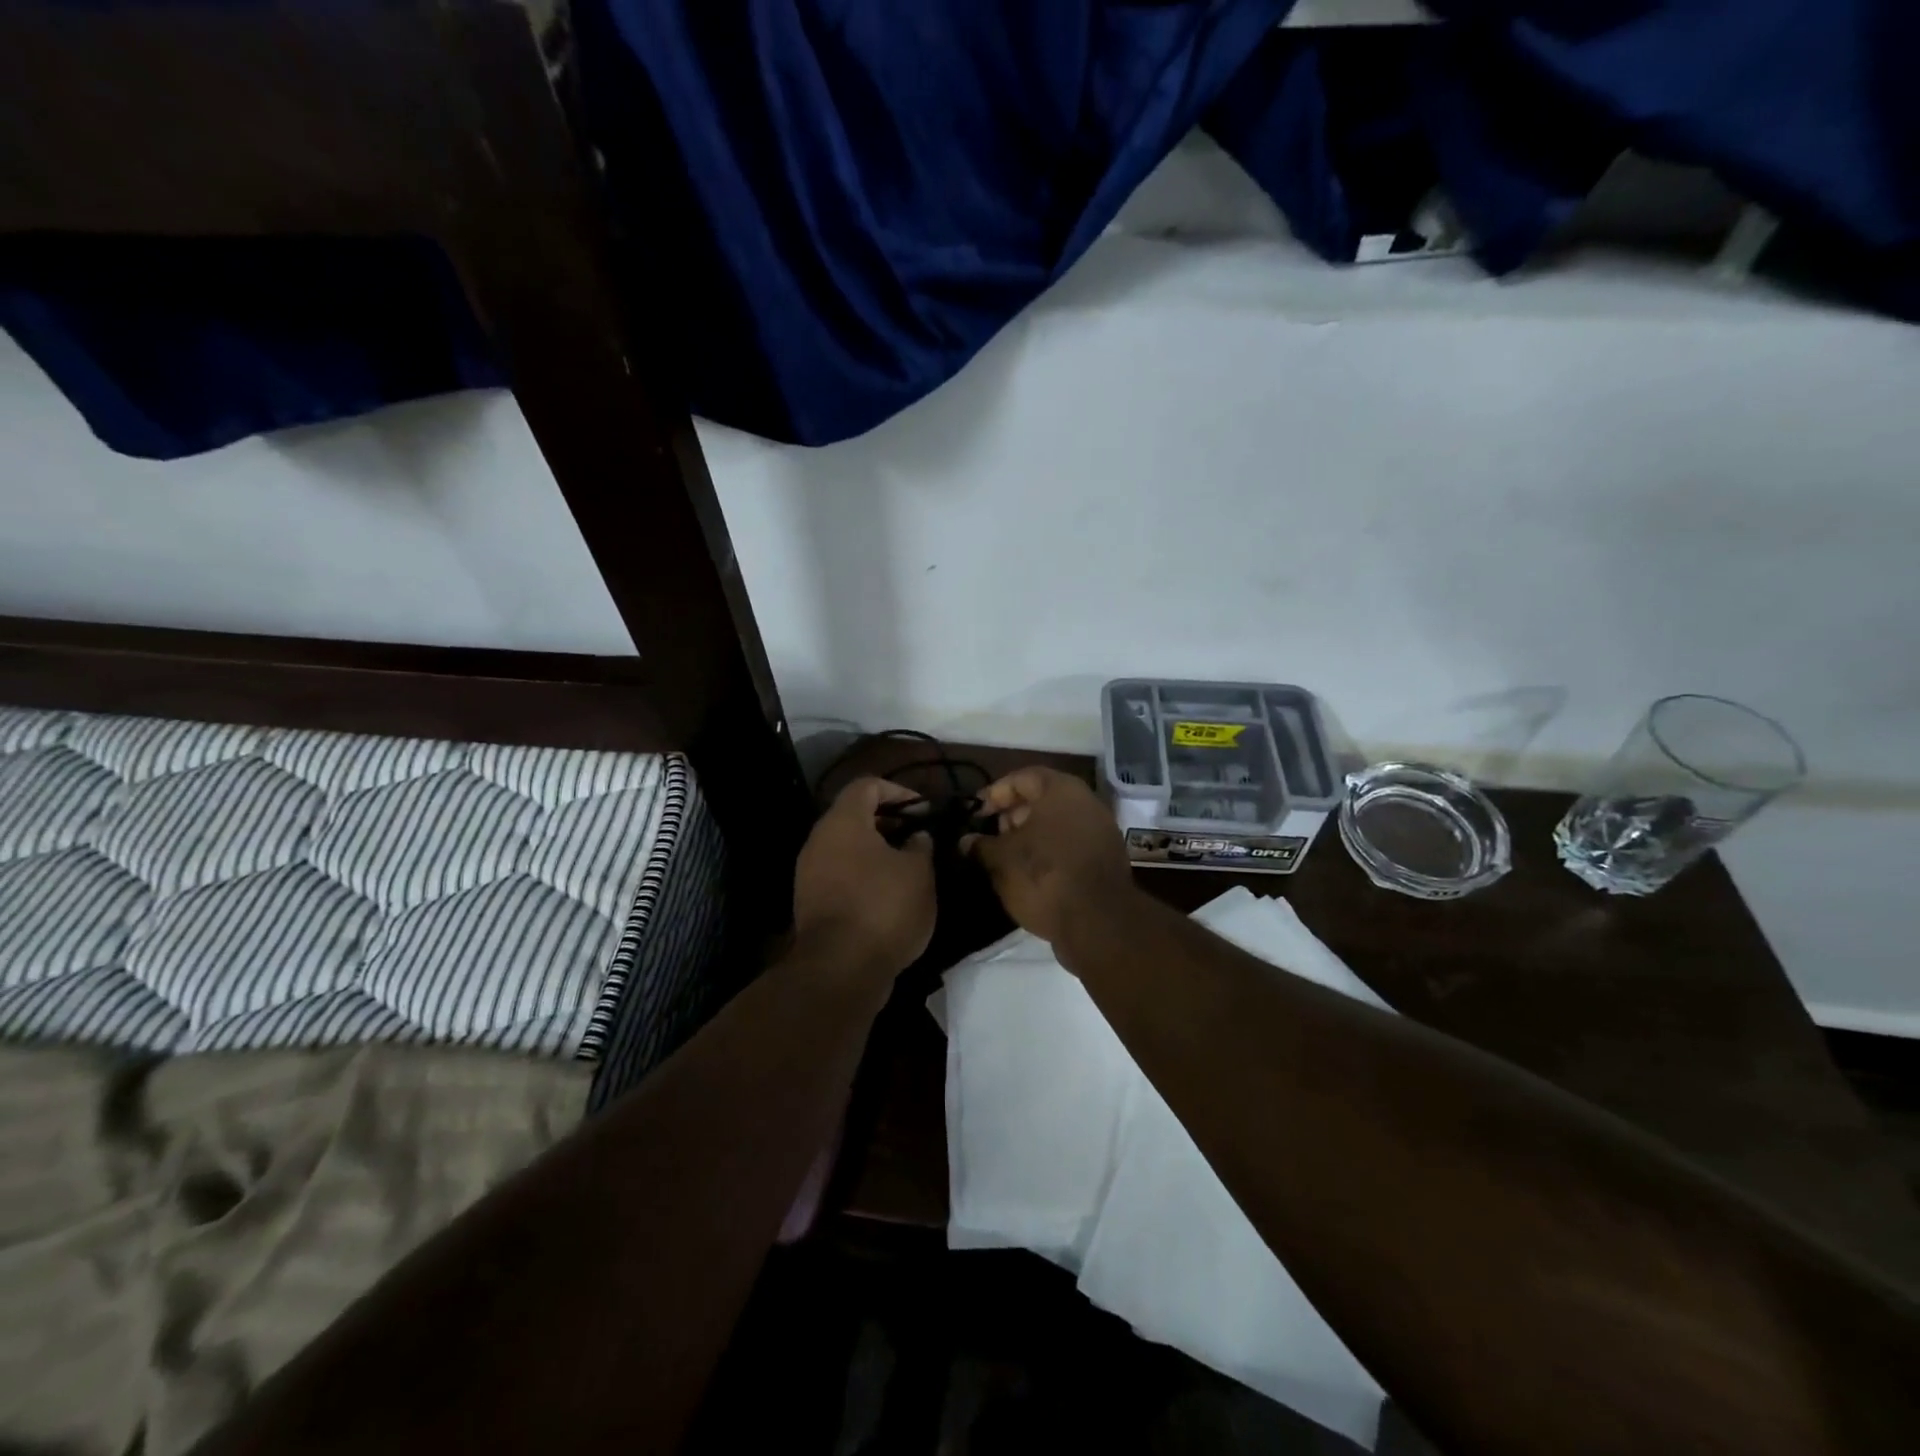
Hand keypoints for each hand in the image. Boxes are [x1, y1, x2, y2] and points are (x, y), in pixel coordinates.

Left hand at [793, 778, 936, 977]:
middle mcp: (819, 840)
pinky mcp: (810, 902)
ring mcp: (809, 873)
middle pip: (854, 816)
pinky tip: (890, 896)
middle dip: (889, 823)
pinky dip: (864, 876)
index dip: (899, 791)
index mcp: (843, 821)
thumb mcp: (919, 872)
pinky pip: (840, 875)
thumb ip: (921, 845)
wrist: (839, 969)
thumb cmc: (883, 907)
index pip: (867, 785)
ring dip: (877, 852)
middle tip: (919, 838)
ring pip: (847, 848)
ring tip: (909, 868)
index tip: (924, 811)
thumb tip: (916, 837)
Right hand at [965, 767, 1137, 957]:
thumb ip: (982, 845)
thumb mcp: (1002, 860)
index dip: (996, 792)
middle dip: (1013, 814)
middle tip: (991, 835)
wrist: (1098, 923)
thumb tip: (966, 841)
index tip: (976, 813)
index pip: (1023, 777)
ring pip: (1058, 823)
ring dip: (1031, 835)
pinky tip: (1030, 872)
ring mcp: (1101, 831)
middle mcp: (1086, 803)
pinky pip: (1071, 844)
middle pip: (1043, 799)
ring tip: (1006, 857)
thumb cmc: (1044, 877)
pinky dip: (1050, 851)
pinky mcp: (1107, 859)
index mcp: (1061, 791)